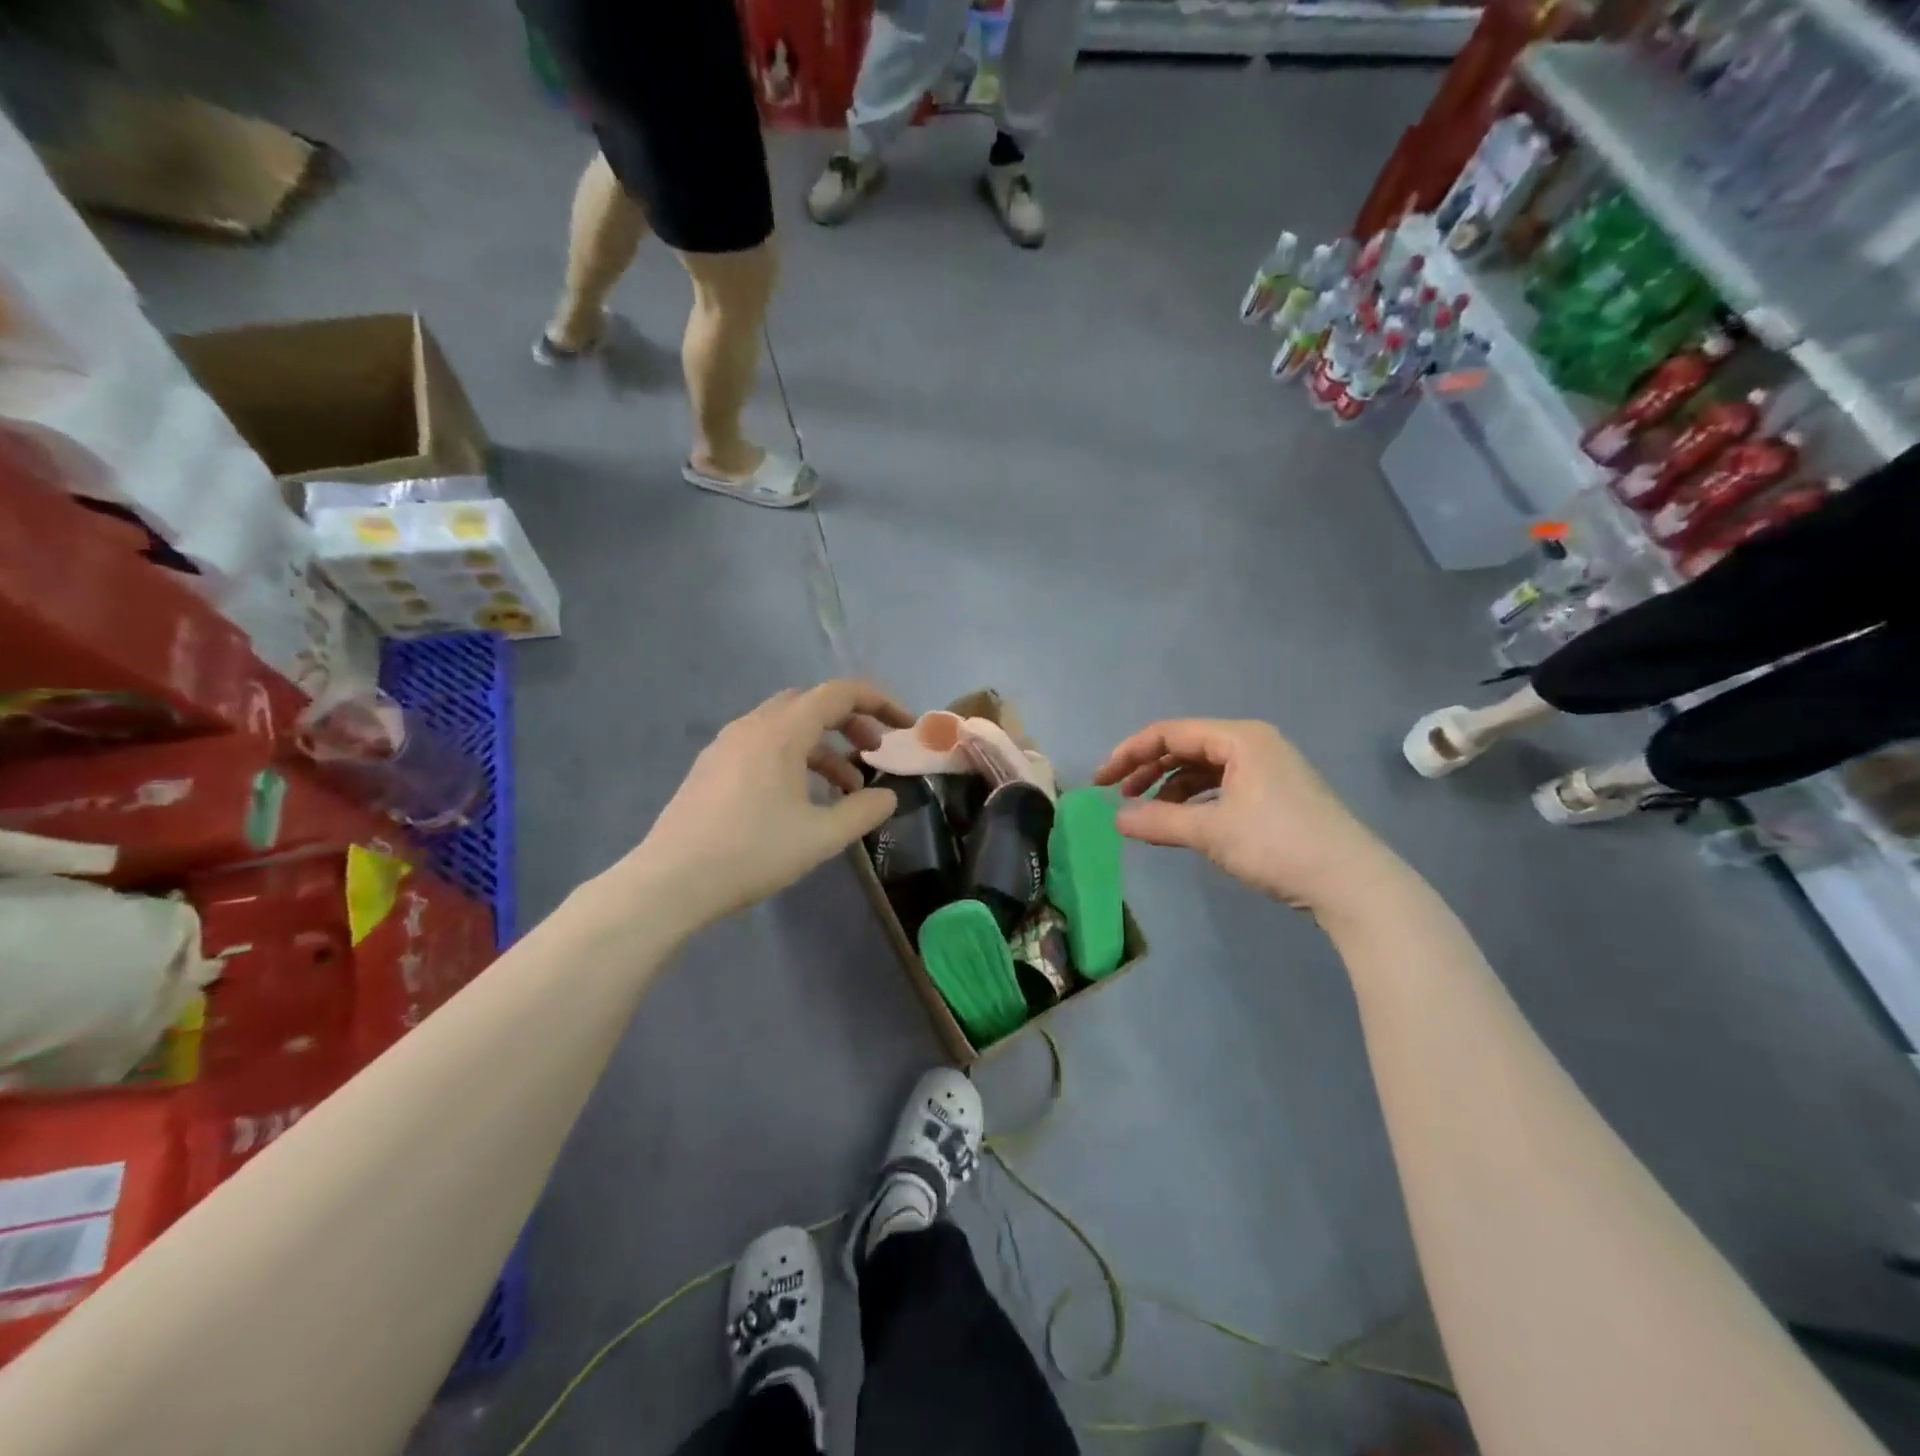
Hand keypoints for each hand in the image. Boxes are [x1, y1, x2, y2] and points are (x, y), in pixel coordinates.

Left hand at [624, 680, 912, 926]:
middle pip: (811, 704)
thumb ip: (863, 810)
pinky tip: (801, 798)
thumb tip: (887, 796)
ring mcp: (727, 745)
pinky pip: (764, 745)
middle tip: (873, 752)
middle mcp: (752, 726)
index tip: (904, 726)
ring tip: (846, 786)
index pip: (839, 693)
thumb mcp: (820, 837)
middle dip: (850, 722)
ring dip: (823, 745)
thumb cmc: (752, 853)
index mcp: (781, 732)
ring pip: (786, 726)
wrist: (670, 882)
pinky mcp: (712, 767)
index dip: (879, 702)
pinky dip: (794, 757)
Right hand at [1093, 718, 1397, 914]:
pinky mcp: (1276, 794)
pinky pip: (1222, 785)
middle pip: (1186, 747)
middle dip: (1148, 769)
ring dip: (1170, 787)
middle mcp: (1253, 744)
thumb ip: (1159, 821)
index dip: (1130, 753)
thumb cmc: (1278, 845)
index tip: (1101, 781)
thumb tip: (1116, 820)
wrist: (1353, 884)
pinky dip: (1195, 800)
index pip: (1170, 733)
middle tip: (1117, 795)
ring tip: (1146, 813)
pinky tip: (1182, 821)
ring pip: (1204, 768)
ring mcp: (1268, 769)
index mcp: (1239, 739)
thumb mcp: (1212, 832)